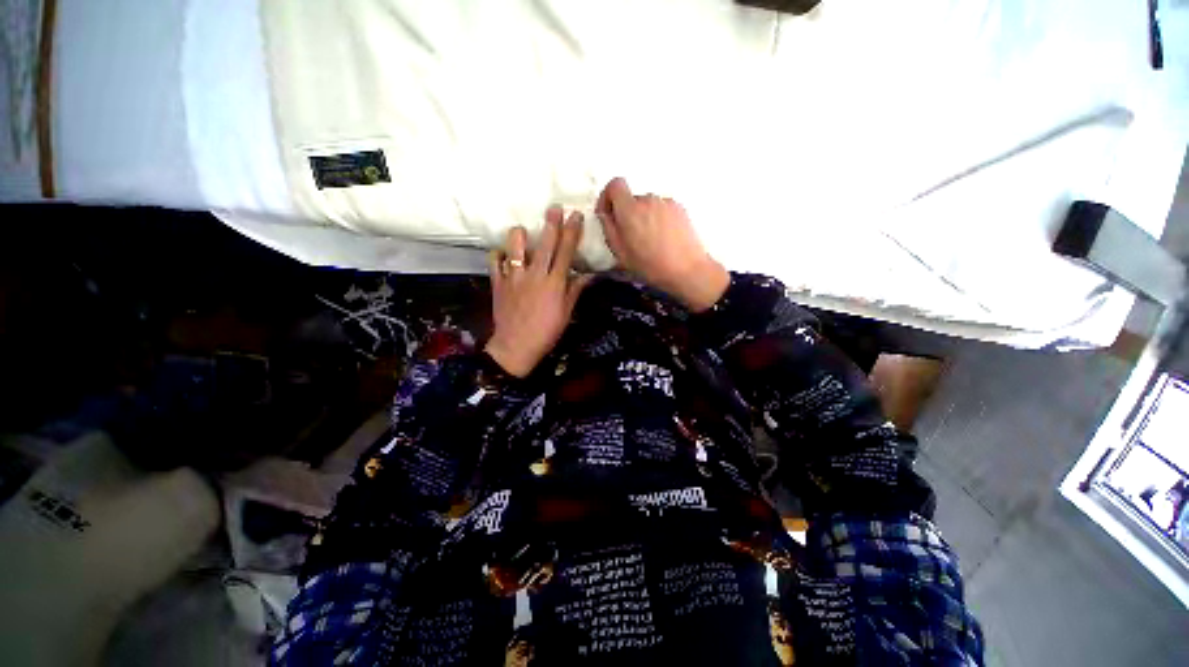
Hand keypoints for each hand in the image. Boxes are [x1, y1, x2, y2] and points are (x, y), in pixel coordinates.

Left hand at [485, 207, 591, 377]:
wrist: (516, 347)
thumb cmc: (546, 332)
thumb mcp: (566, 313)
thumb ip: (575, 290)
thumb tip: (588, 275)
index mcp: (554, 283)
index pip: (566, 252)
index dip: (572, 232)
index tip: (575, 215)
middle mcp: (535, 274)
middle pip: (545, 243)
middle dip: (551, 222)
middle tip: (554, 208)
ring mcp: (514, 277)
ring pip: (515, 245)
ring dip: (520, 235)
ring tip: (524, 233)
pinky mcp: (498, 282)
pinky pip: (495, 260)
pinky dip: (499, 254)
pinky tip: (505, 255)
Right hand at [595, 177, 728, 311]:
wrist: (687, 270)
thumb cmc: (650, 266)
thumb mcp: (621, 253)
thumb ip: (609, 229)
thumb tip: (605, 213)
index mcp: (630, 210)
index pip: (615, 184)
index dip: (607, 196)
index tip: (608, 213)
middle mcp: (648, 199)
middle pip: (631, 199)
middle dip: (627, 214)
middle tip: (631, 237)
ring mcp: (666, 202)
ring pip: (647, 205)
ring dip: (643, 217)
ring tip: (649, 240)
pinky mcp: (679, 208)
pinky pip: (661, 209)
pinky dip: (657, 218)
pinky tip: (663, 238)